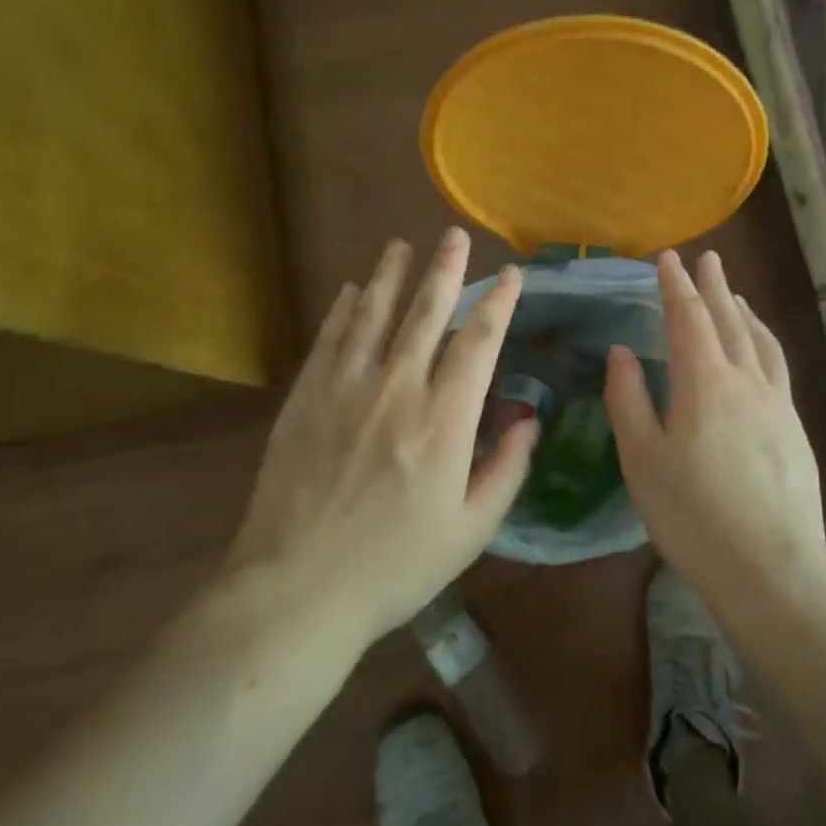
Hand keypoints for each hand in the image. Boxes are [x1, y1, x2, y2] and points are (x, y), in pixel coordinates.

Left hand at [223, 229, 536, 647]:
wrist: (297, 589)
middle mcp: (397, 389)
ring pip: (373, 315)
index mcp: (444, 421)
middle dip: (445, 271)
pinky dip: (344, 309)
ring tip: (402, 245)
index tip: (510, 276)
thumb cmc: (394, 566)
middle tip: (453, 236)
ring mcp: (345, 388)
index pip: (478, 344)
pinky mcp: (306, 398)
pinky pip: (329, 339)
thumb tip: (528, 420)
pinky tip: (352, 289)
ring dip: (391, 277)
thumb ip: (506, 469)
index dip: (498, 305)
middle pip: (425, 314)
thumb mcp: (471, 530)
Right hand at [605, 250, 825, 608]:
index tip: (666, 259)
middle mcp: (745, 380)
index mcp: (704, 382)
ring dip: (743, 311)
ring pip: (759, 341)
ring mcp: (777, 403)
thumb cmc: (692, 514)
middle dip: (712, 286)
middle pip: (728, 320)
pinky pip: (777, 366)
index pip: (687, 318)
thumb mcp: (642, 458)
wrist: (770, 568)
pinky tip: (762, 348)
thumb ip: (628, 399)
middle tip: (706, 258)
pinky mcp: (795, 428)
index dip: (674, 285)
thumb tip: (623, 353)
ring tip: (733, 293)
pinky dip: (765, 341)